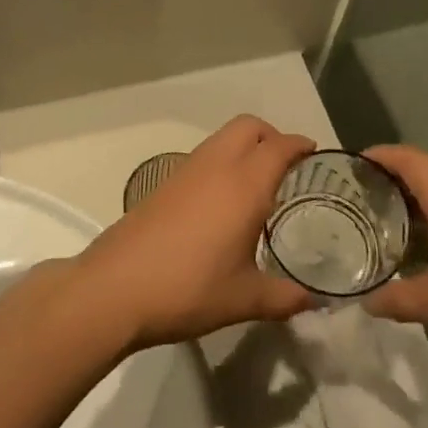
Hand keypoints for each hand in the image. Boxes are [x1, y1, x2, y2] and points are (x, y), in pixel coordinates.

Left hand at [74, 116, 316, 348]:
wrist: (114, 289)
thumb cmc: (187, 289)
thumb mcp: (244, 299)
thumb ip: (284, 298)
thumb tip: (313, 301)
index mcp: (243, 186)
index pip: (279, 146)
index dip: (299, 145)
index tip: (313, 153)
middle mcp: (215, 167)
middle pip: (248, 126)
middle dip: (271, 136)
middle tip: (285, 166)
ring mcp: (184, 172)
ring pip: (221, 138)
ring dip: (243, 148)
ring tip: (256, 186)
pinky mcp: (161, 185)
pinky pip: (202, 158)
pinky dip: (220, 163)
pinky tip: (221, 203)